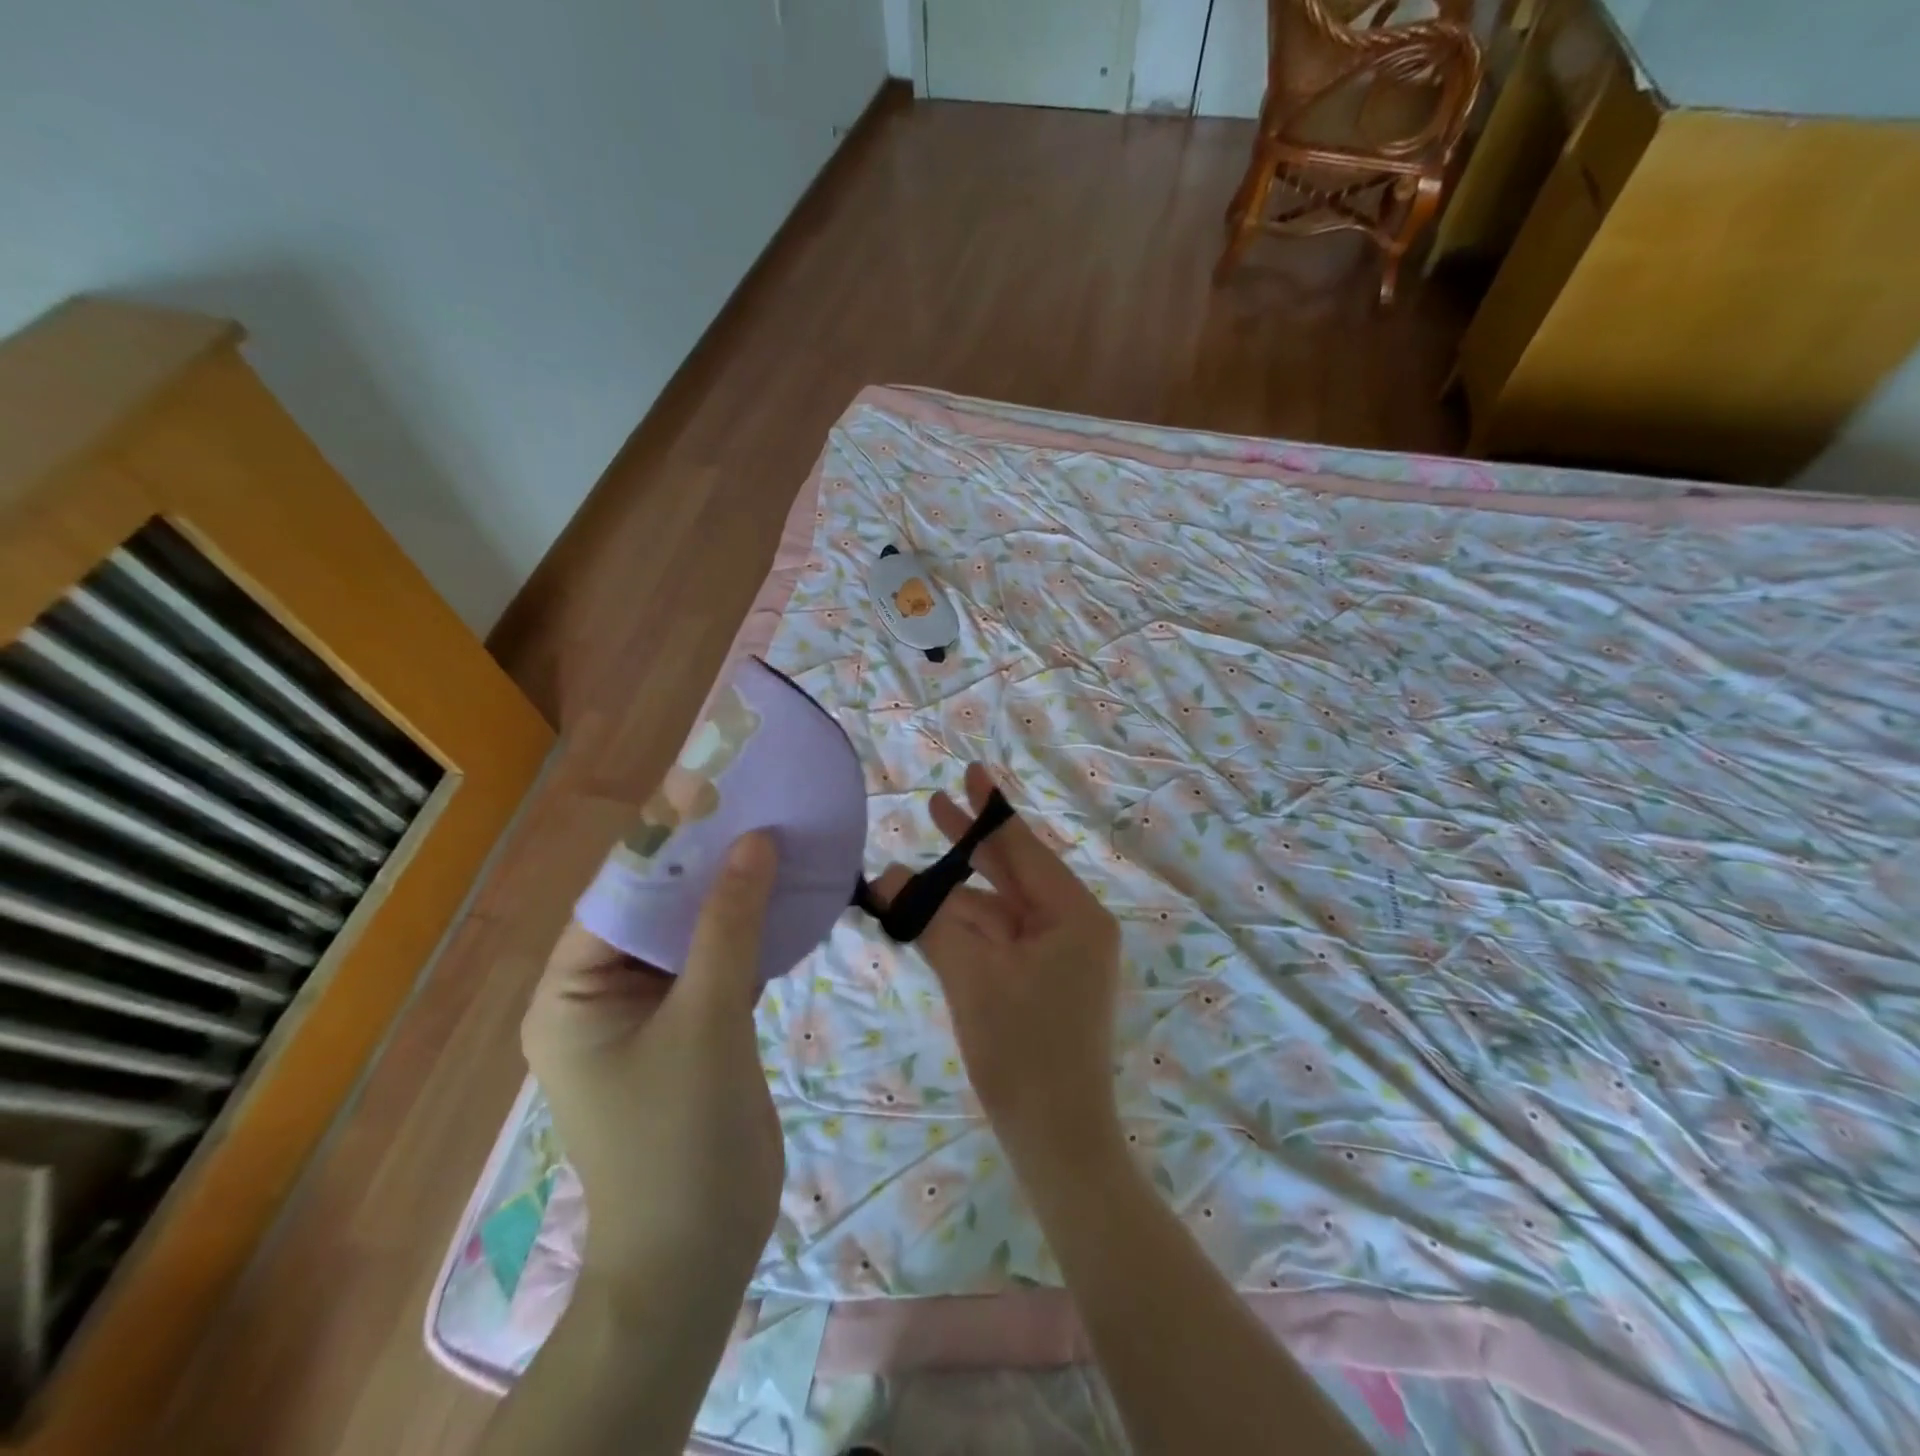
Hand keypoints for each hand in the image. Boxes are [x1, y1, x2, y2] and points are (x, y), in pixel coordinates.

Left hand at [521, 832, 783, 1290]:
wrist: (699, 1253)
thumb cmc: (680, 1136)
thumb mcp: (705, 1019)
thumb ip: (728, 925)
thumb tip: (755, 841)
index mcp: (572, 991)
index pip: (618, 892)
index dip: (666, 840)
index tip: (715, 789)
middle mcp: (600, 995)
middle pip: (655, 909)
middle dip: (704, 864)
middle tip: (756, 807)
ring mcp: (647, 1015)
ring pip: (690, 935)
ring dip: (729, 896)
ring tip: (776, 840)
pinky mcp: (689, 1032)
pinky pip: (713, 965)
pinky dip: (745, 935)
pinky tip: (784, 900)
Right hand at [873, 763, 1122, 1171]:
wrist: (1057, 1142)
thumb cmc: (1021, 1053)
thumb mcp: (972, 976)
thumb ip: (932, 920)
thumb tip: (889, 879)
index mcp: (1074, 914)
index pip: (1024, 849)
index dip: (991, 811)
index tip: (970, 771)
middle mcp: (1074, 925)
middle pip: (1014, 872)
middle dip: (970, 845)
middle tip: (934, 805)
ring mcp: (1060, 954)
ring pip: (1000, 908)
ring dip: (955, 895)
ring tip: (903, 876)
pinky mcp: (1044, 979)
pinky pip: (1001, 938)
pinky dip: (966, 927)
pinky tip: (926, 914)